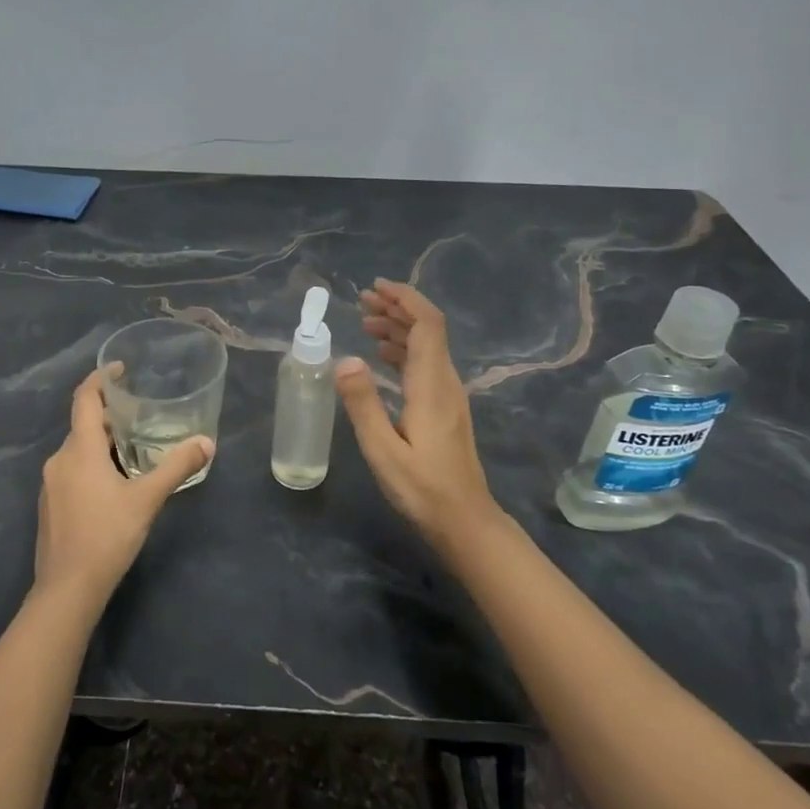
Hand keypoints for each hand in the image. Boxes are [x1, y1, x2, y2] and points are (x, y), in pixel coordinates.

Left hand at [35, 368, 213, 607]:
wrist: (67, 589)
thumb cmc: (107, 535)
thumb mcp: (147, 498)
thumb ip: (177, 467)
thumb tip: (207, 443)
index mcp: (80, 450)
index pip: (84, 398)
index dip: (100, 378)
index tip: (120, 368)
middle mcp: (59, 459)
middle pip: (82, 424)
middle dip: (108, 414)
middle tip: (139, 412)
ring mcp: (50, 483)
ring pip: (77, 450)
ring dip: (101, 441)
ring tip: (132, 445)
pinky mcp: (50, 505)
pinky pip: (71, 470)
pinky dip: (91, 464)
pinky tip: (113, 483)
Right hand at [335, 280, 496, 537]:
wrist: (464, 521)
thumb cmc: (422, 488)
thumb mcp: (382, 449)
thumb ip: (363, 403)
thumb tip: (345, 359)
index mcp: (432, 384)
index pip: (427, 324)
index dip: (404, 299)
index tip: (375, 288)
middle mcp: (445, 382)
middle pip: (427, 330)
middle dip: (397, 308)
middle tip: (362, 302)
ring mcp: (448, 395)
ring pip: (426, 347)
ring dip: (398, 329)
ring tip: (365, 324)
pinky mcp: (445, 408)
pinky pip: (424, 364)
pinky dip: (403, 350)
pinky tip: (381, 357)